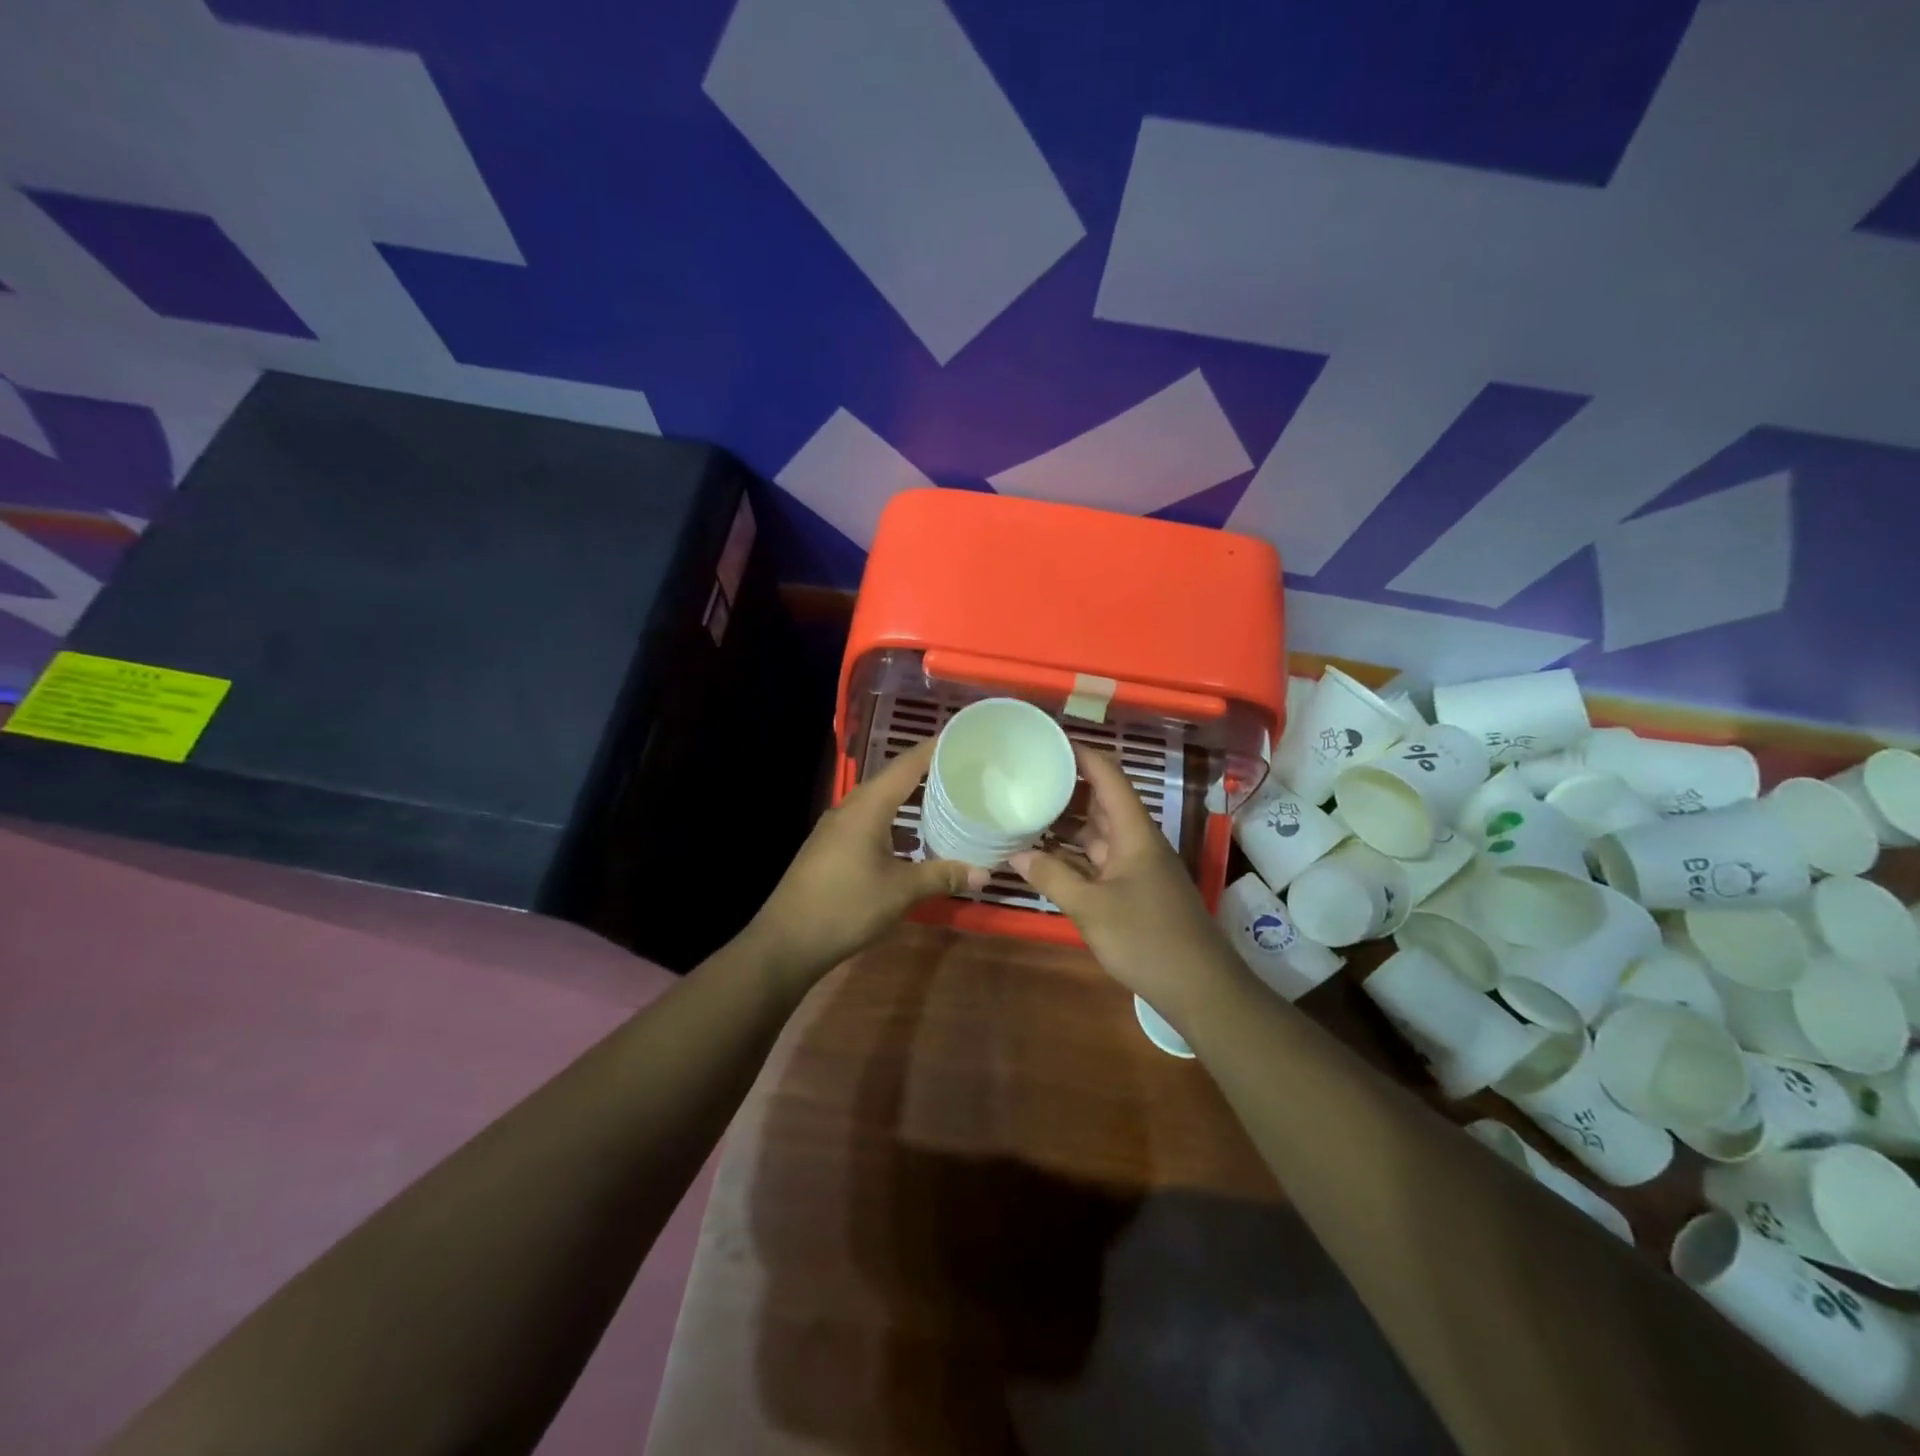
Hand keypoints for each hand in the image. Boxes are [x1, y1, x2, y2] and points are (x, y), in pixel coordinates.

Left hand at [742, 737, 988, 994]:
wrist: (786, 941)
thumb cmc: (846, 907)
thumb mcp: (901, 891)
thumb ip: (942, 876)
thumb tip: (984, 874)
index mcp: (867, 807)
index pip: (906, 765)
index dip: (934, 749)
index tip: (963, 739)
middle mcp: (850, 808)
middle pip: (892, 779)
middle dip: (926, 772)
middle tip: (963, 770)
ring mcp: (836, 828)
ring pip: (879, 802)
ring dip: (909, 799)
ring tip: (944, 799)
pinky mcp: (830, 847)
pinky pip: (868, 821)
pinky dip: (894, 821)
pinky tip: (911, 838)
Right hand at [1011, 746, 1242, 1029]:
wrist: (1199, 988)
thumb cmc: (1146, 939)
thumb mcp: (1091, 907)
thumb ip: (1052, 877)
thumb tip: (1014, 854)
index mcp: (1135, 833)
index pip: (1108, 777)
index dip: (1081, 754)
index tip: (1047, 741)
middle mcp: (1137, 842)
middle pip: (1101, 802)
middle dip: (1067, 787)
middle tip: (1026, 776)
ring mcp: (1136, 867)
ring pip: (1098, 833)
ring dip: (1067, 824)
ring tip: (1026, 810)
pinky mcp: (1134, 891)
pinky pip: (1098, 861)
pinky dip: (1073, 856)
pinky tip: (1044, 857)